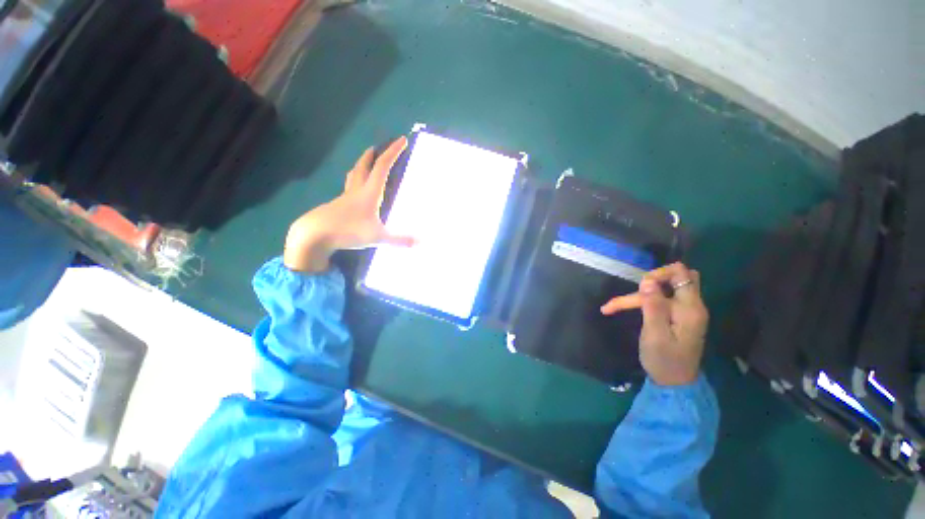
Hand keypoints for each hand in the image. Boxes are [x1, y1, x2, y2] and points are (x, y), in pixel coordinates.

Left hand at [284, 137, 413, 272]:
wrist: (315, 235)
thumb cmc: (349, 231)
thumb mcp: (378, 237)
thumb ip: (400, 240)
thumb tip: (421, 242)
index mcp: (369, 193)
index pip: (383, 167)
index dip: (393, 152)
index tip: (402, 140)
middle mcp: (357, 190)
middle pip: (364, 165)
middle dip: (373, 154)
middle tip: (378, 146)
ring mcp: (344, 197)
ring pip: (354, 175)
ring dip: (361, 165)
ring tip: (365, 162)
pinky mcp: (336, 205)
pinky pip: (348, 187)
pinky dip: (354, 182)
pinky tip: (355, 192)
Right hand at [600, 263, 708, 385]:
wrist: (673, 383)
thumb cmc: (663, 360)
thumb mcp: (654, 334)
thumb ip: (653, 306)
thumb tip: (648, 281)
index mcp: (690, 308)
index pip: (682, 273)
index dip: (659, 273)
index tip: (640, 287)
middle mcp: (692, 306)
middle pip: (678, 277)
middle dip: (653, 279)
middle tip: (635, 292)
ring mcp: (685, 311)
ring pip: (665, 289)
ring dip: (642, 292)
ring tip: (617, 305)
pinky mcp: (678, 317)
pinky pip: (662, 299)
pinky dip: (644, 300)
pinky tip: (625, 307)